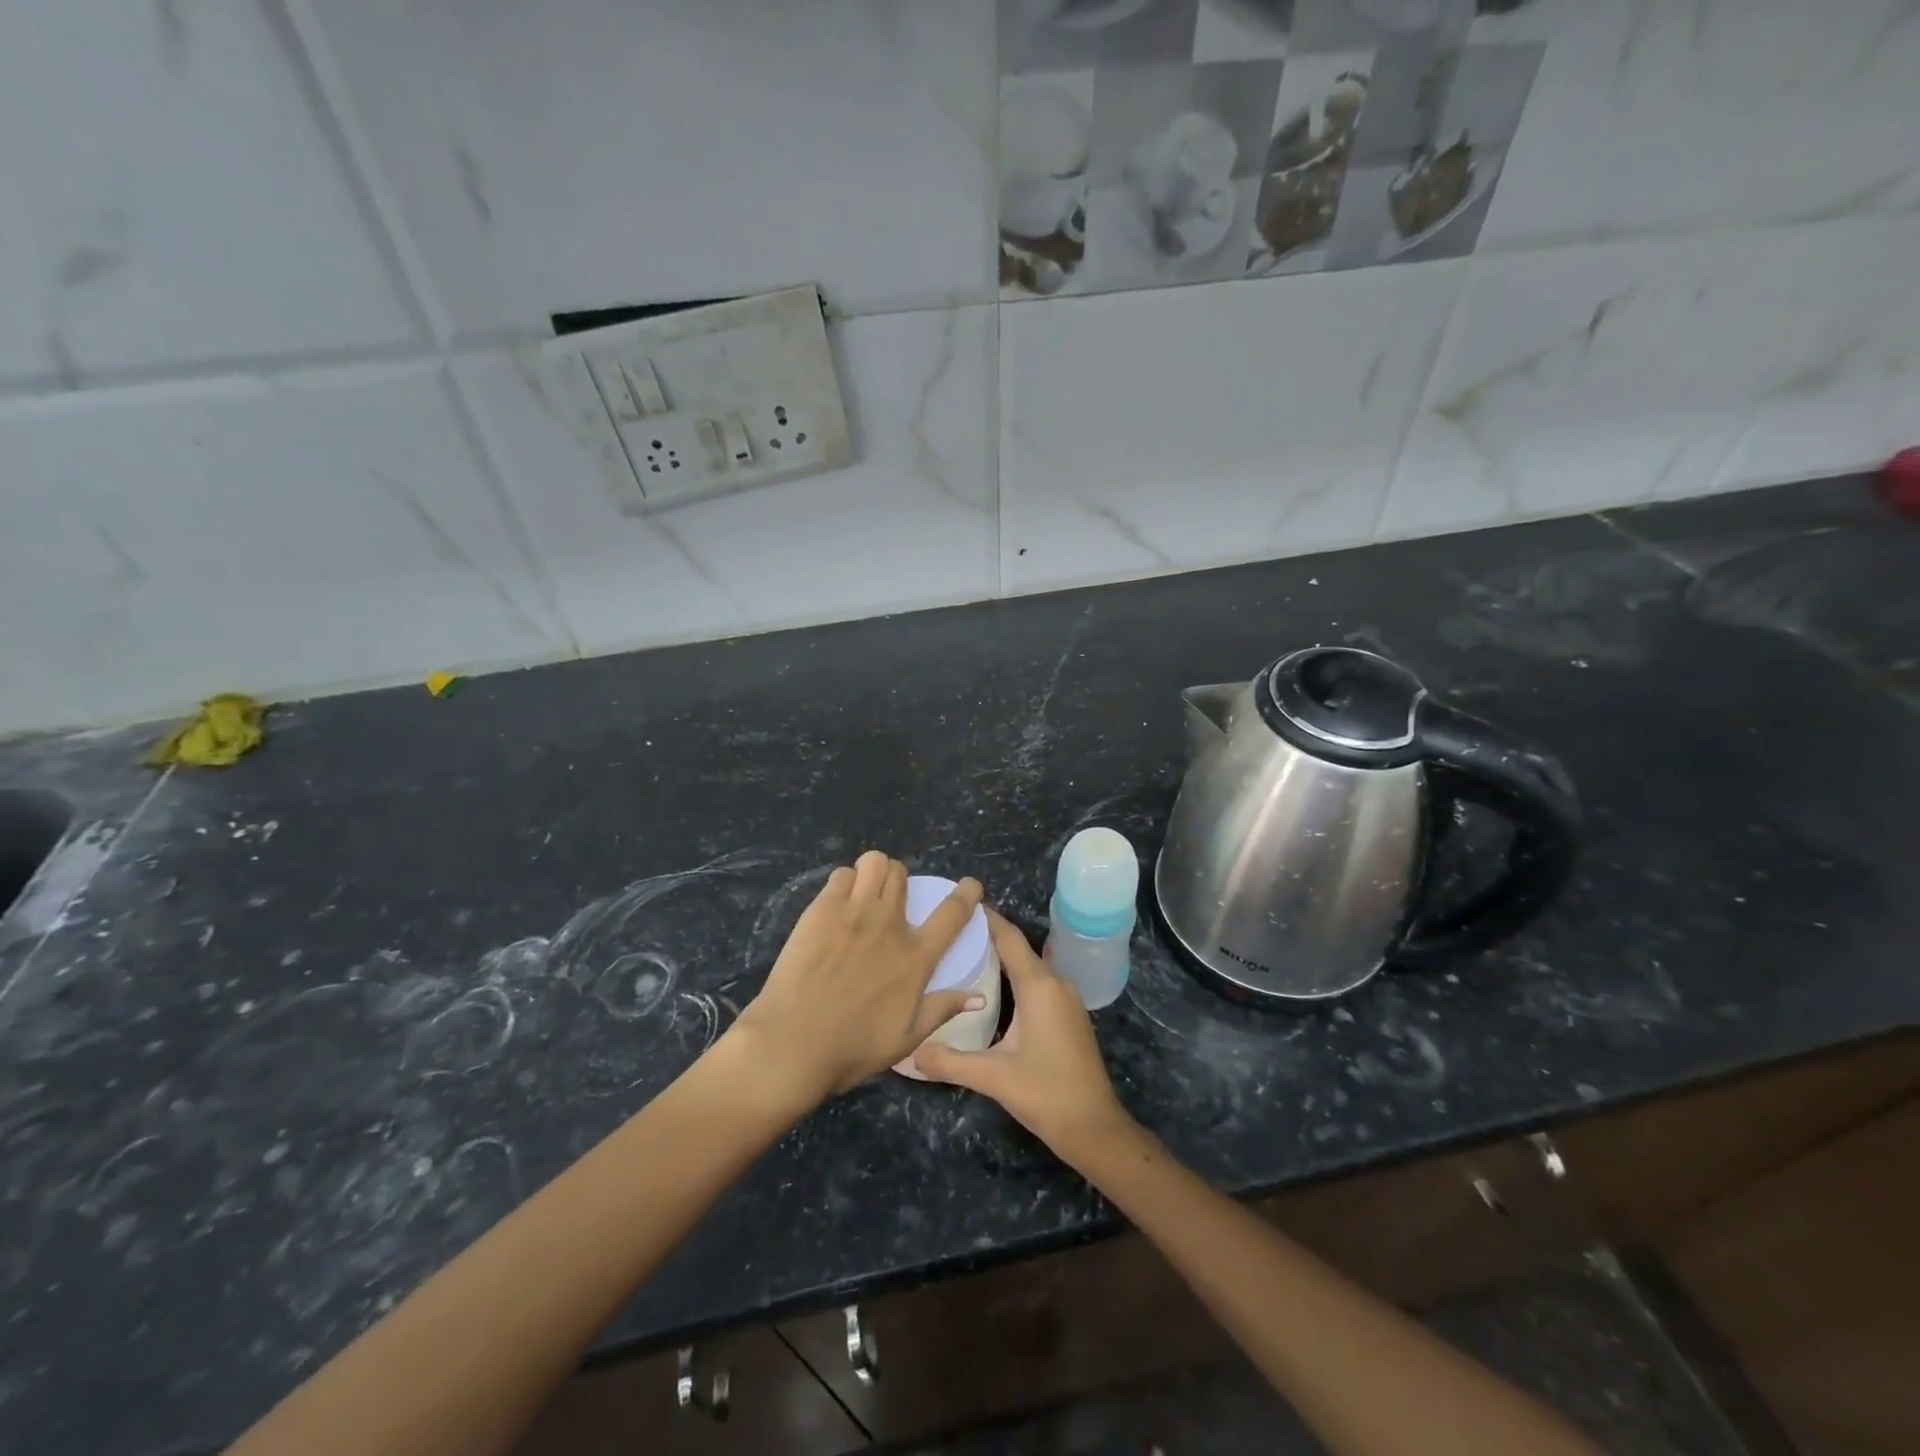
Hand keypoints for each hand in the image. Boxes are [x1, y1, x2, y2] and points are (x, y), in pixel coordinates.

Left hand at [729, 851, 984, 1104]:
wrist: (793, 1044)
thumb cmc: (852, 1049)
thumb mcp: (906, 1038)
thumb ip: (941, 1010)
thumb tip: (978, 997)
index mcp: (914, 958)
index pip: (952, 913)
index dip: (967, 894)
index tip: (970, 886)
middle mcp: (889, 925)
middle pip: (902, 874)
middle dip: (900, 880)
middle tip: (889, 899)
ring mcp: (854, 913)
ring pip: (874, 863)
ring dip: (874, 872)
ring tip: (864, 891)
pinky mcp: (821, 910)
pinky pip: (840, 876)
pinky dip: (844, 883)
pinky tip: (837, 903)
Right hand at [913, 909, 1134, 1166]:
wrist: (1093, 1126)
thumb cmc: (1045, 1093)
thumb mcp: (991, 1077)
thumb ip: (948, 1061)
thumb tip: (909, 1052)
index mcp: (1038, 985)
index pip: (1009, 938)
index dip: (985, 918)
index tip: (959, 904)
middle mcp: (1055, 982)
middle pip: (1018, 947)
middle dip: (987, 936)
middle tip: (951, 932)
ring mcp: (1067, 997)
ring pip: (1030, 964)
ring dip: (1002, 957)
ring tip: (966, 954)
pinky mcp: (1070, 1013)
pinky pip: (1039, 980)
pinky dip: (1016, 974)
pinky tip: (994, 987)